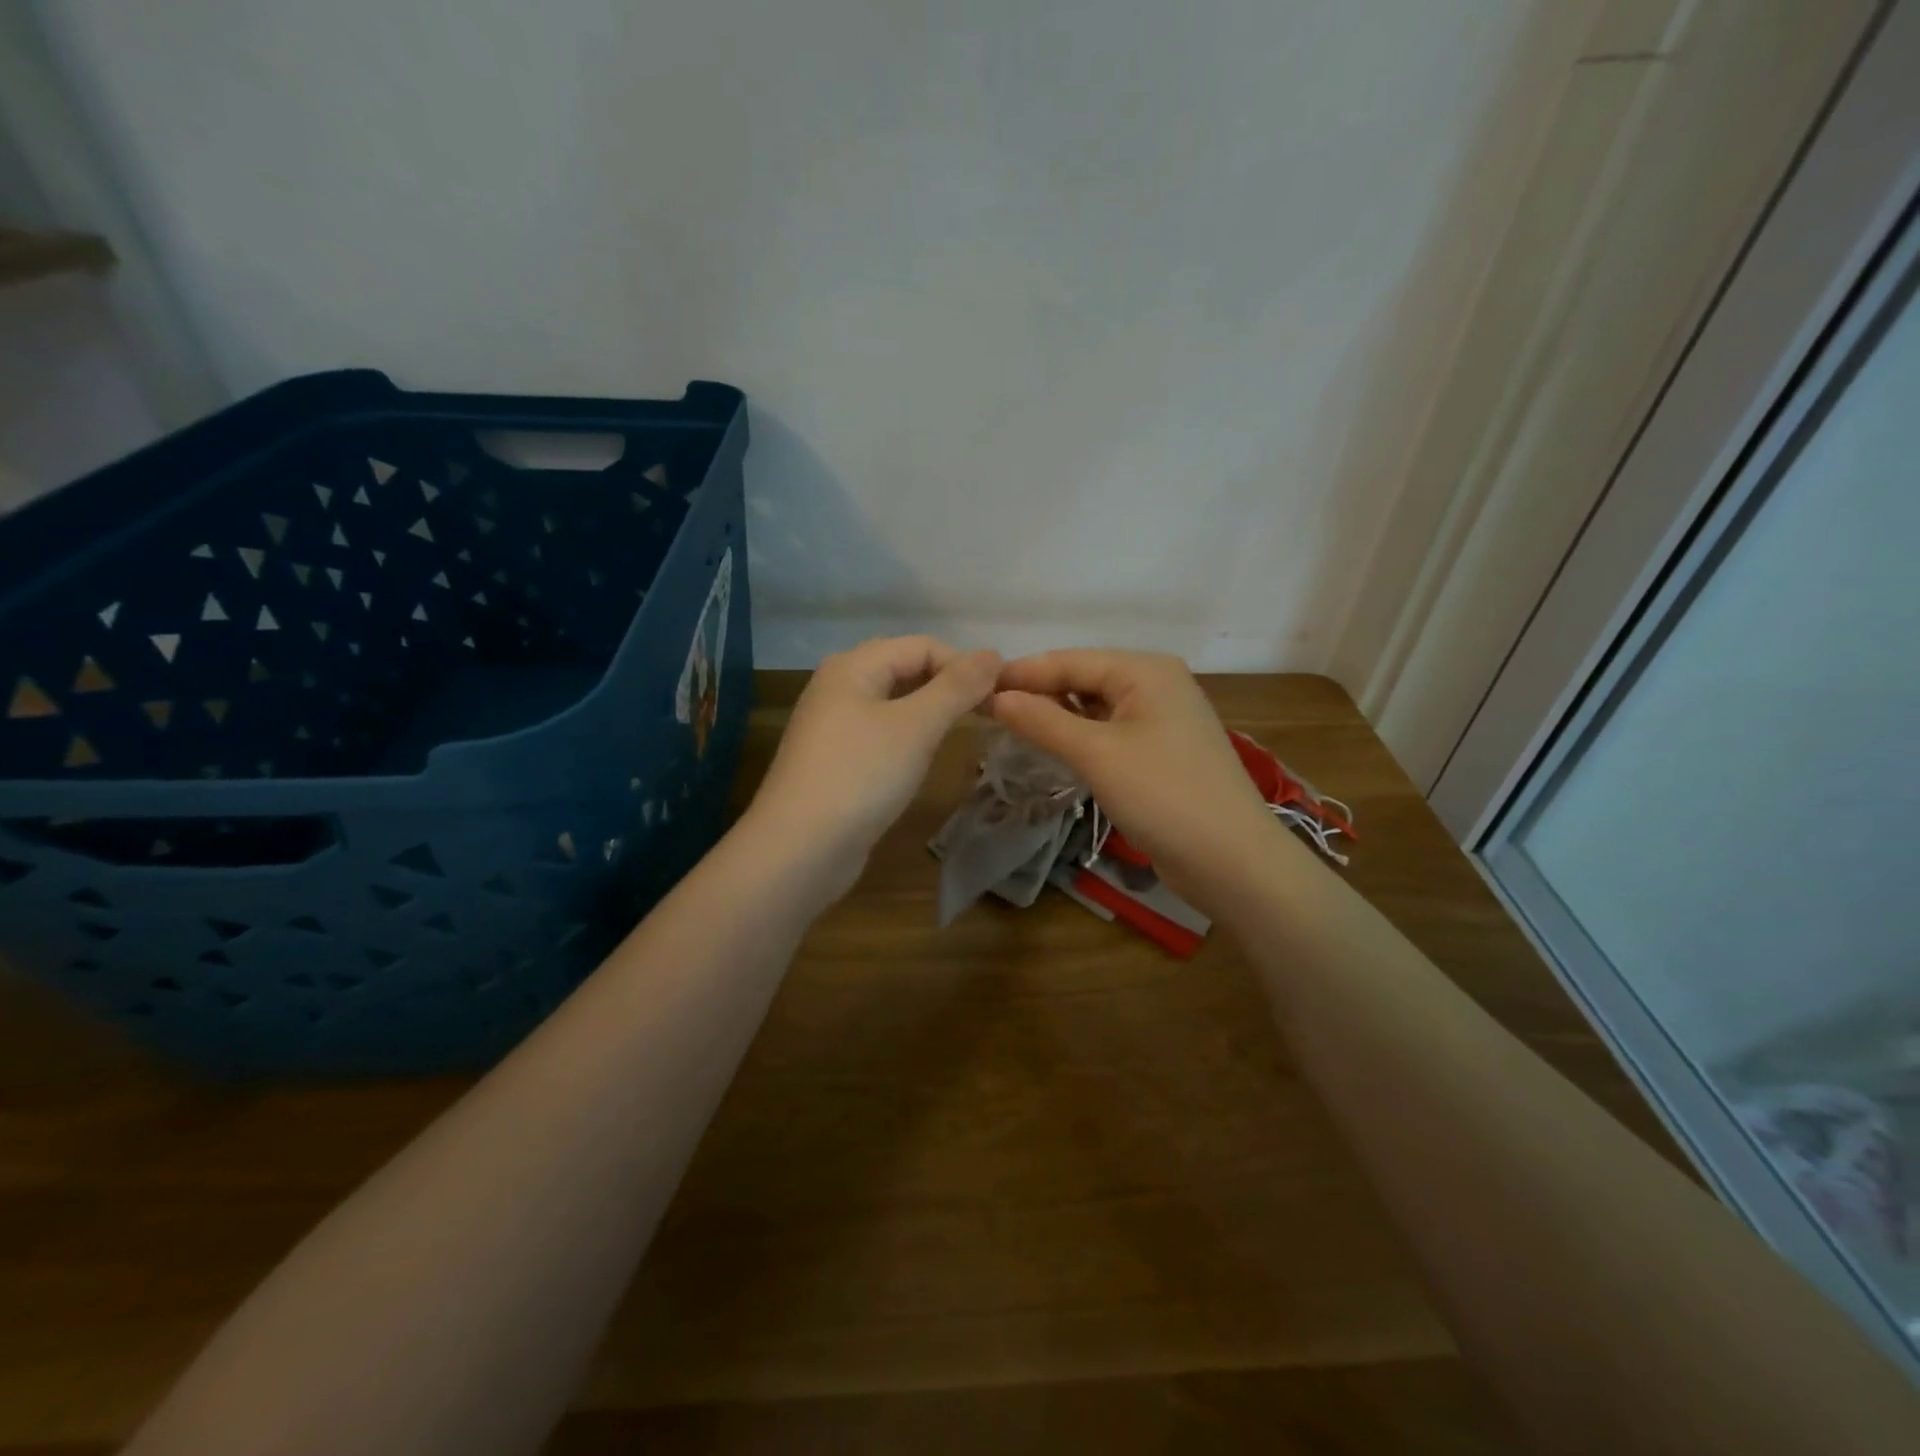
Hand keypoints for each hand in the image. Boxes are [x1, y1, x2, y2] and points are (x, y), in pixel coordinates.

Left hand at [748, 636, 1001, 898]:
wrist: (799, 850)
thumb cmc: (861, 776)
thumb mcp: (917, 726)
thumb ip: (957, 687)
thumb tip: (993, 653)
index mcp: (853, 666)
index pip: (922, 645)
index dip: (964, 664)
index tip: (1000, 697)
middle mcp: (839, 686)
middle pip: (905, 668)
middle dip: (948, 685)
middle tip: (986, 712)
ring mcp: (833, 725)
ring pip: (893, 702)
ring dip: (930, 711)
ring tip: (962, 730)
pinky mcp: (835, 760)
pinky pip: (880, 733)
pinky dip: (908, 736)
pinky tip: (923, 757)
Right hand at [988, 650, 1276, 902]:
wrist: (1232, 859)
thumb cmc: (1163, 795)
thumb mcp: (1096, 754)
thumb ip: (1043, 721)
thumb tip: (996, 697)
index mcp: (1145, 670)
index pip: (1070, 660)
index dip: (1022, 673)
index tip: (976, 686)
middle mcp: (1156, 684)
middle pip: (1084, 679)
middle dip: (1038, 693)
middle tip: (987, 711)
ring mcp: (1162, 719)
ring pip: (1096, 707)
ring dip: (1057, 716)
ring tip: (1010, 727)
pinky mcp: (1161, 752)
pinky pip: (1110, 732)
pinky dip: (1079, 737)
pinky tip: (1052, 747)